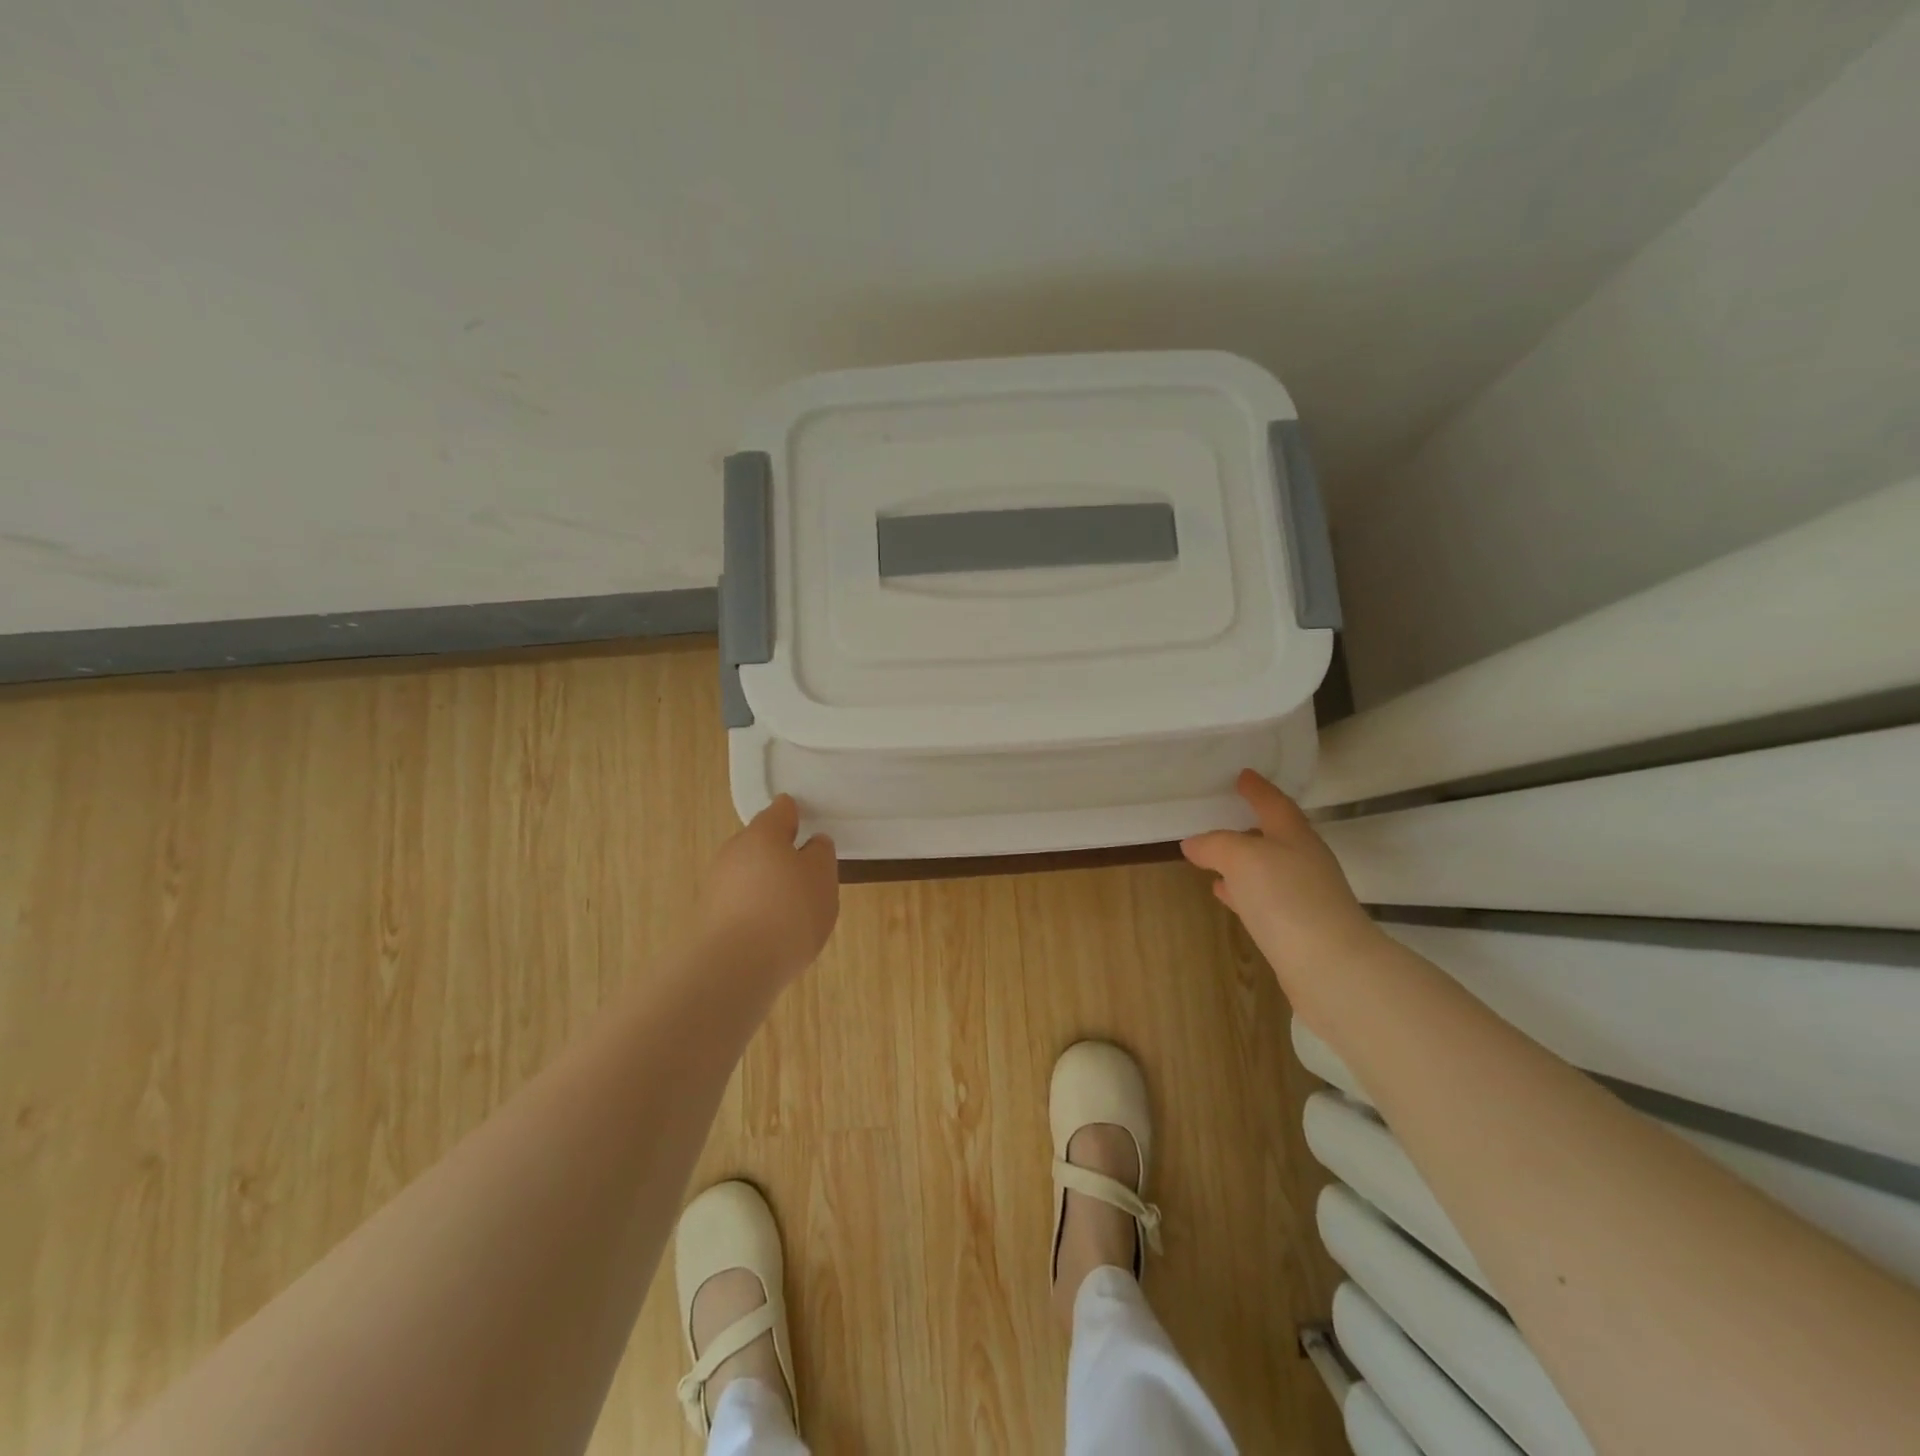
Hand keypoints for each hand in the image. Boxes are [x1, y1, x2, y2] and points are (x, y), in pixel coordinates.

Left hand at [697, 796, 838, 984]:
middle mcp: (733, 851)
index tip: (810, 829)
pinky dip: (756, 911)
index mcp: (763, 833)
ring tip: (792, 913)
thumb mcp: (822, 878)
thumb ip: (820, 854)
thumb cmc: (788, 912)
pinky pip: (740, 904)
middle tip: (807, 878)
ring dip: (767, 886)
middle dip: (781, 855)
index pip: (782, 810)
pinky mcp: (708, 917)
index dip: (797, 816)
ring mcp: (716, 885)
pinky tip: (771, 935)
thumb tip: (811, 845)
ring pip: (749, 875)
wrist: (733, 969)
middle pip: (761, 843)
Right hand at [1181, 770, 1380, 990]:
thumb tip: (1193, 843)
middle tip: (1223, 815)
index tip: (1243, 775)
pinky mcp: (1297, 927)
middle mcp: (1303, 861)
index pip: (1274, 803)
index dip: (1257, 789)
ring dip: (1241, 861)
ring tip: (1212, 858)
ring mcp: (1303, 896)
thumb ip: (1216, 845)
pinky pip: (1263, 898)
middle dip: (1250, 825)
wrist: (1330, 966)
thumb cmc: (1286, 898)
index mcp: (1295, 836)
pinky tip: (1225, 894)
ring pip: (1267, 868)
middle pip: (1275, 835)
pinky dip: (1242, 891)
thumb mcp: (1242, 858)